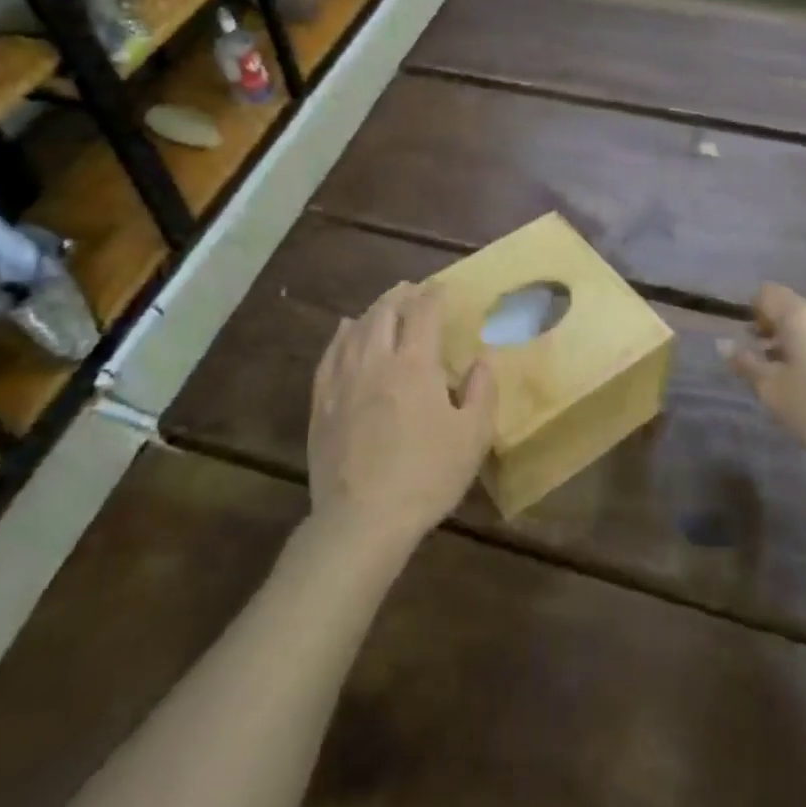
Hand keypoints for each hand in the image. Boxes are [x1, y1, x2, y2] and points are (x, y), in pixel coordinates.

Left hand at [308, 283, 495, 553]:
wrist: (363, 519)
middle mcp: (375, 360)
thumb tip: (483, 359)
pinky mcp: (321, 402)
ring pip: (355, 329)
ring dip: (373, 310)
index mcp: (415, 364)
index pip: (423, 313)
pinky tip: (344, 331)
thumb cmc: (426, 477)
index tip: (442, 287)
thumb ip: (482, 391)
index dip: (433, 295)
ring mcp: (343, 380)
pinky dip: (341, 335)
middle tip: (412, 290)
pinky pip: (330, 354)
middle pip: (385, 312)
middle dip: (400, 295)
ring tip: (384, 305)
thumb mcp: (473, 437)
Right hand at [722, 284, 805, 481]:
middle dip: (772, 331)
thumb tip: (723, 343)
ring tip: (788, 383)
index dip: (751, 311)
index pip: (767, 293)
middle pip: (793, 310)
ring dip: (796, 347)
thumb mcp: (773, 392)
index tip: (746, 342)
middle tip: (761, 365)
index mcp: (801, 316)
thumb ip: (746, 364)